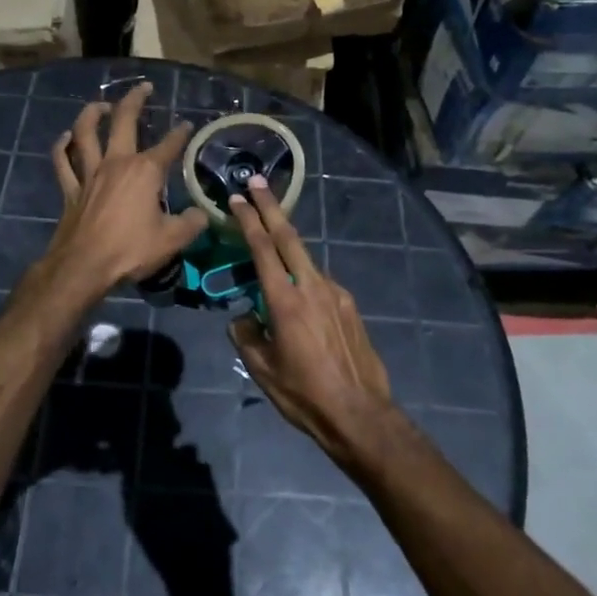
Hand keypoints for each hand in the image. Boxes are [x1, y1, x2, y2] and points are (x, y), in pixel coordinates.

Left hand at [42, 83, 207, 298]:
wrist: (83, 267)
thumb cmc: (130, 250)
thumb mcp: (172, 239)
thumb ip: (191, 223)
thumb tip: (202, 214)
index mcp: (145, 172)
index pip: (168, 146)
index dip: (180, 134)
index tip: (187, 126)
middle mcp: (116, 163)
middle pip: (123, 121)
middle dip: (135, 100)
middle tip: (144, 88)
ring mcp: (89, 173)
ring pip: (86, 132)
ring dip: (92, 113)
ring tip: (102, 105)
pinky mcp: (70, 189)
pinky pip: (62, 161)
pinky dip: (63, 146)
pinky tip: (66, 137)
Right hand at [228, 179, 394, 466]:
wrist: (360, 413)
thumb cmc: (304, 394)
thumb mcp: (262, 369)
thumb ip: (247, 335)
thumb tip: (244, 317)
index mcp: (285, 301)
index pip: (263, 249)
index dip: (248, 220)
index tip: (237, 198)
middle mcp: (312, 287)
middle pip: (289, 236)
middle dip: (270, 207)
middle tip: (256, 182)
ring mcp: (336, 293)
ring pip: (306, 259)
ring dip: (287, 243)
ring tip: (271, 240)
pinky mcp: (350, 306)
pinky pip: (321, 282)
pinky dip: (304, 276)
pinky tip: (298, 295)